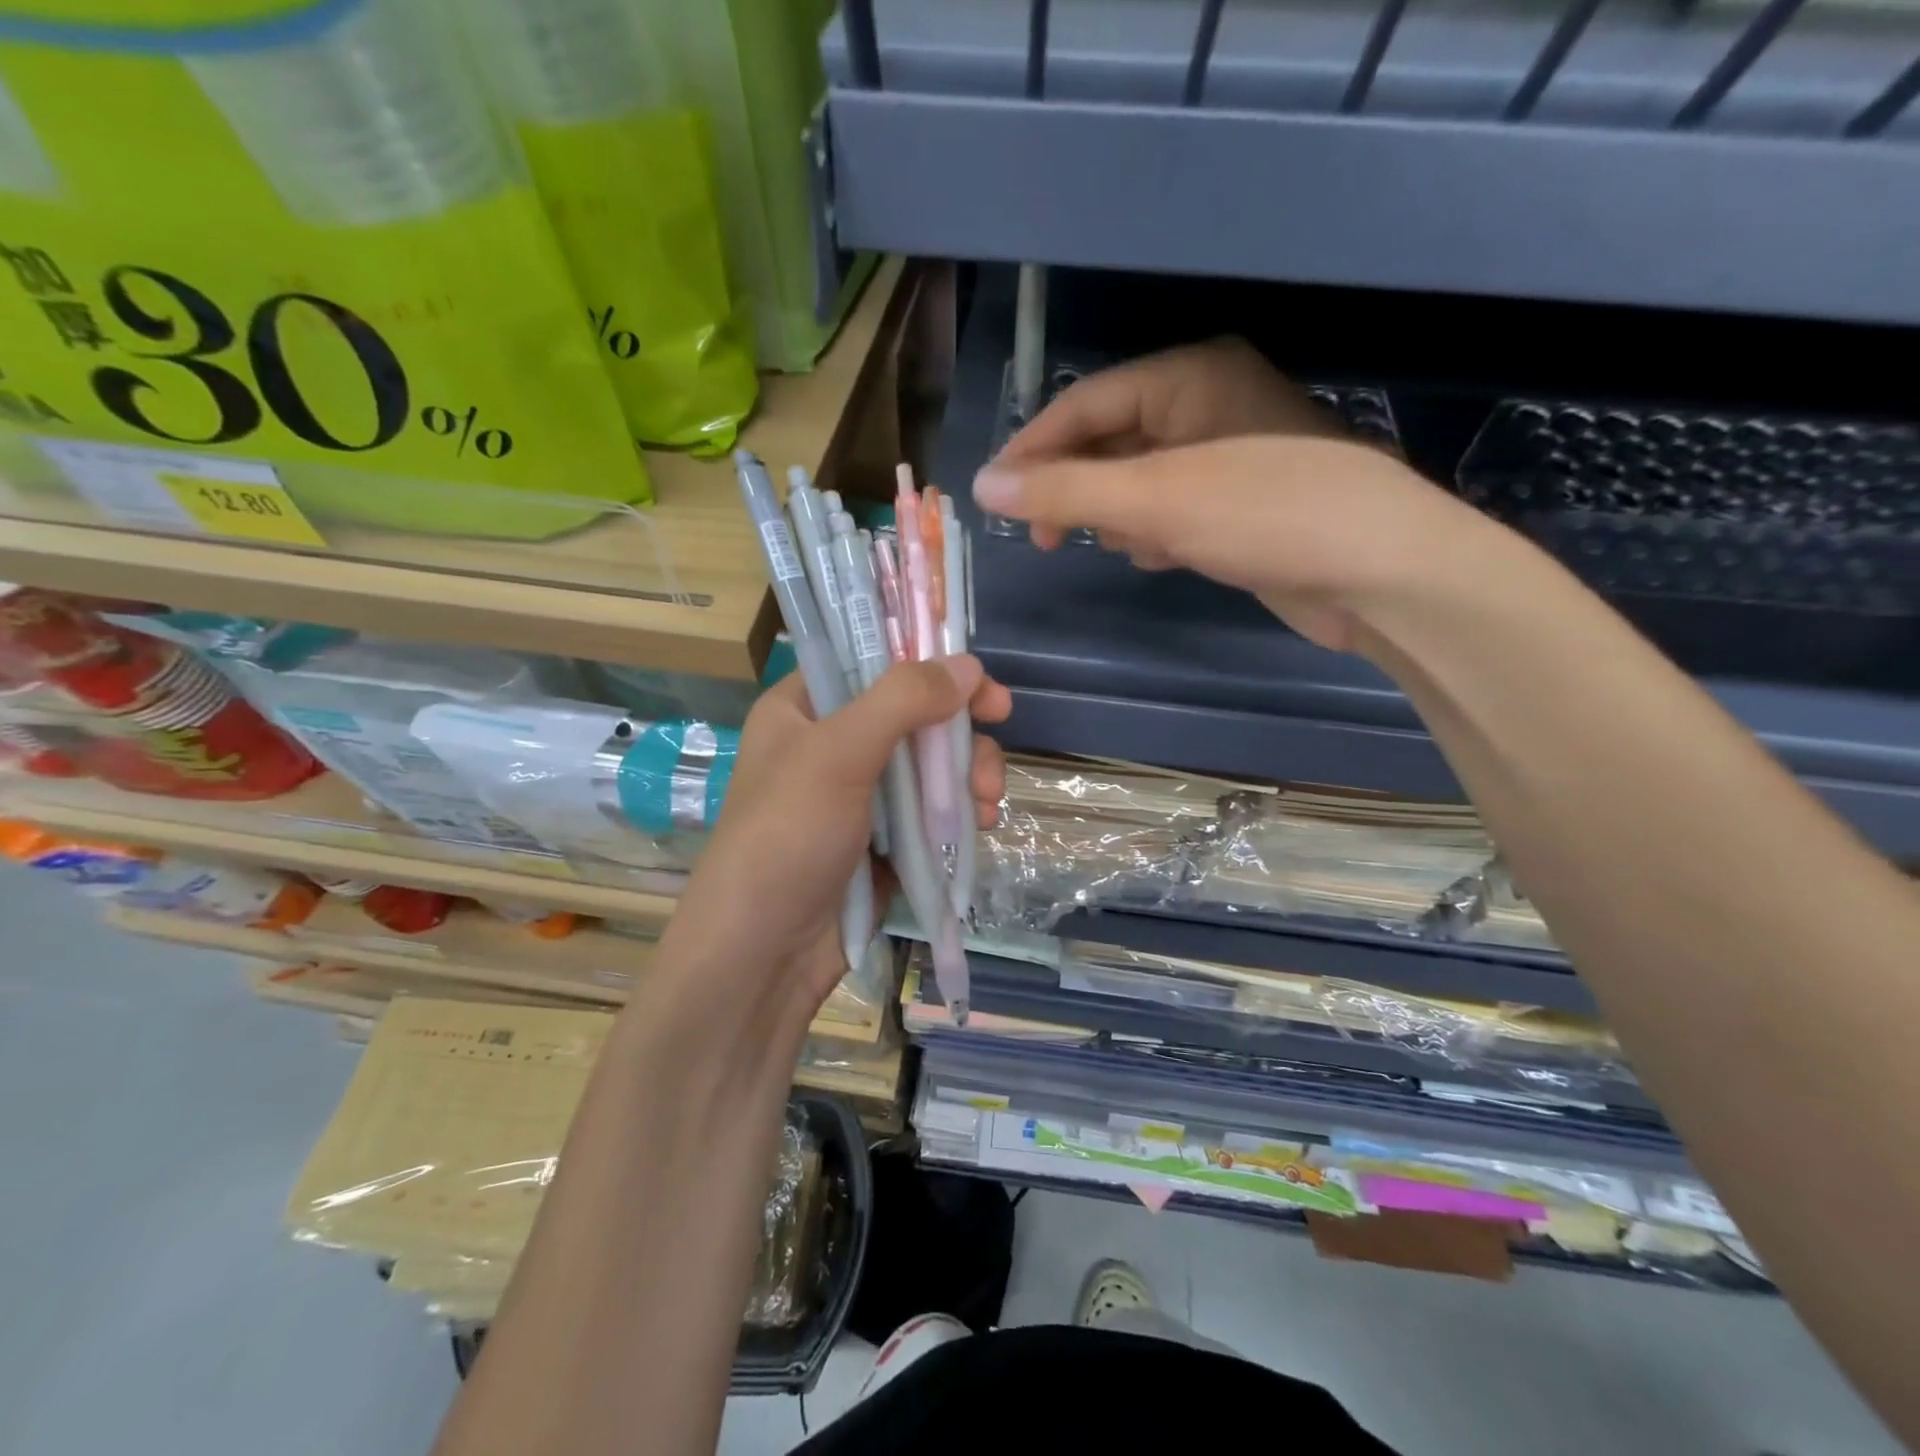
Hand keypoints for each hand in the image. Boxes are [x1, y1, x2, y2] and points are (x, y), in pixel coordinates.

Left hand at [658, 657, 1010, 1020]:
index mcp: (804, 709)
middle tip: (992, 747)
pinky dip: (958, 812)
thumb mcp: (838, 755)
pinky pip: (930, 810)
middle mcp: (831, 745)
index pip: (873, 663)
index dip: (929, 664)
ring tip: (988, 804)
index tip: (980, 683)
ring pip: (930, 765)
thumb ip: (902, 701)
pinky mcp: (882, 840)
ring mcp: (859, 795)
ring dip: (967, 776)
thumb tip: (967, 664)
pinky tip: (980, 826)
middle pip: (913, 715)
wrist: (764, 954)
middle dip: (959, 734)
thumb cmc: (787, 838)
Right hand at [975, 349, 1489, 653]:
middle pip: (1111, 441)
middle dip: (1077, 490)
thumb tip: (984, 487)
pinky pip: (1172, 510)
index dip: (1032, 449)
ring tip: (1116, 546)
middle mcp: (1208, 404)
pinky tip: (1160, 558)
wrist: (1382, 573)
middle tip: (1045, 538)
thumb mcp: (1153, 499)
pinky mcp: (1242, 504)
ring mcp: (1229, 456)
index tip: (995, 498)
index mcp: (1190, 376)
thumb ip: (1065, 491)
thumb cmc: (1266, 514)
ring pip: (1139, 481)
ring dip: (1117, 515)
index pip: (1085, 403)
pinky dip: (1155, 533)